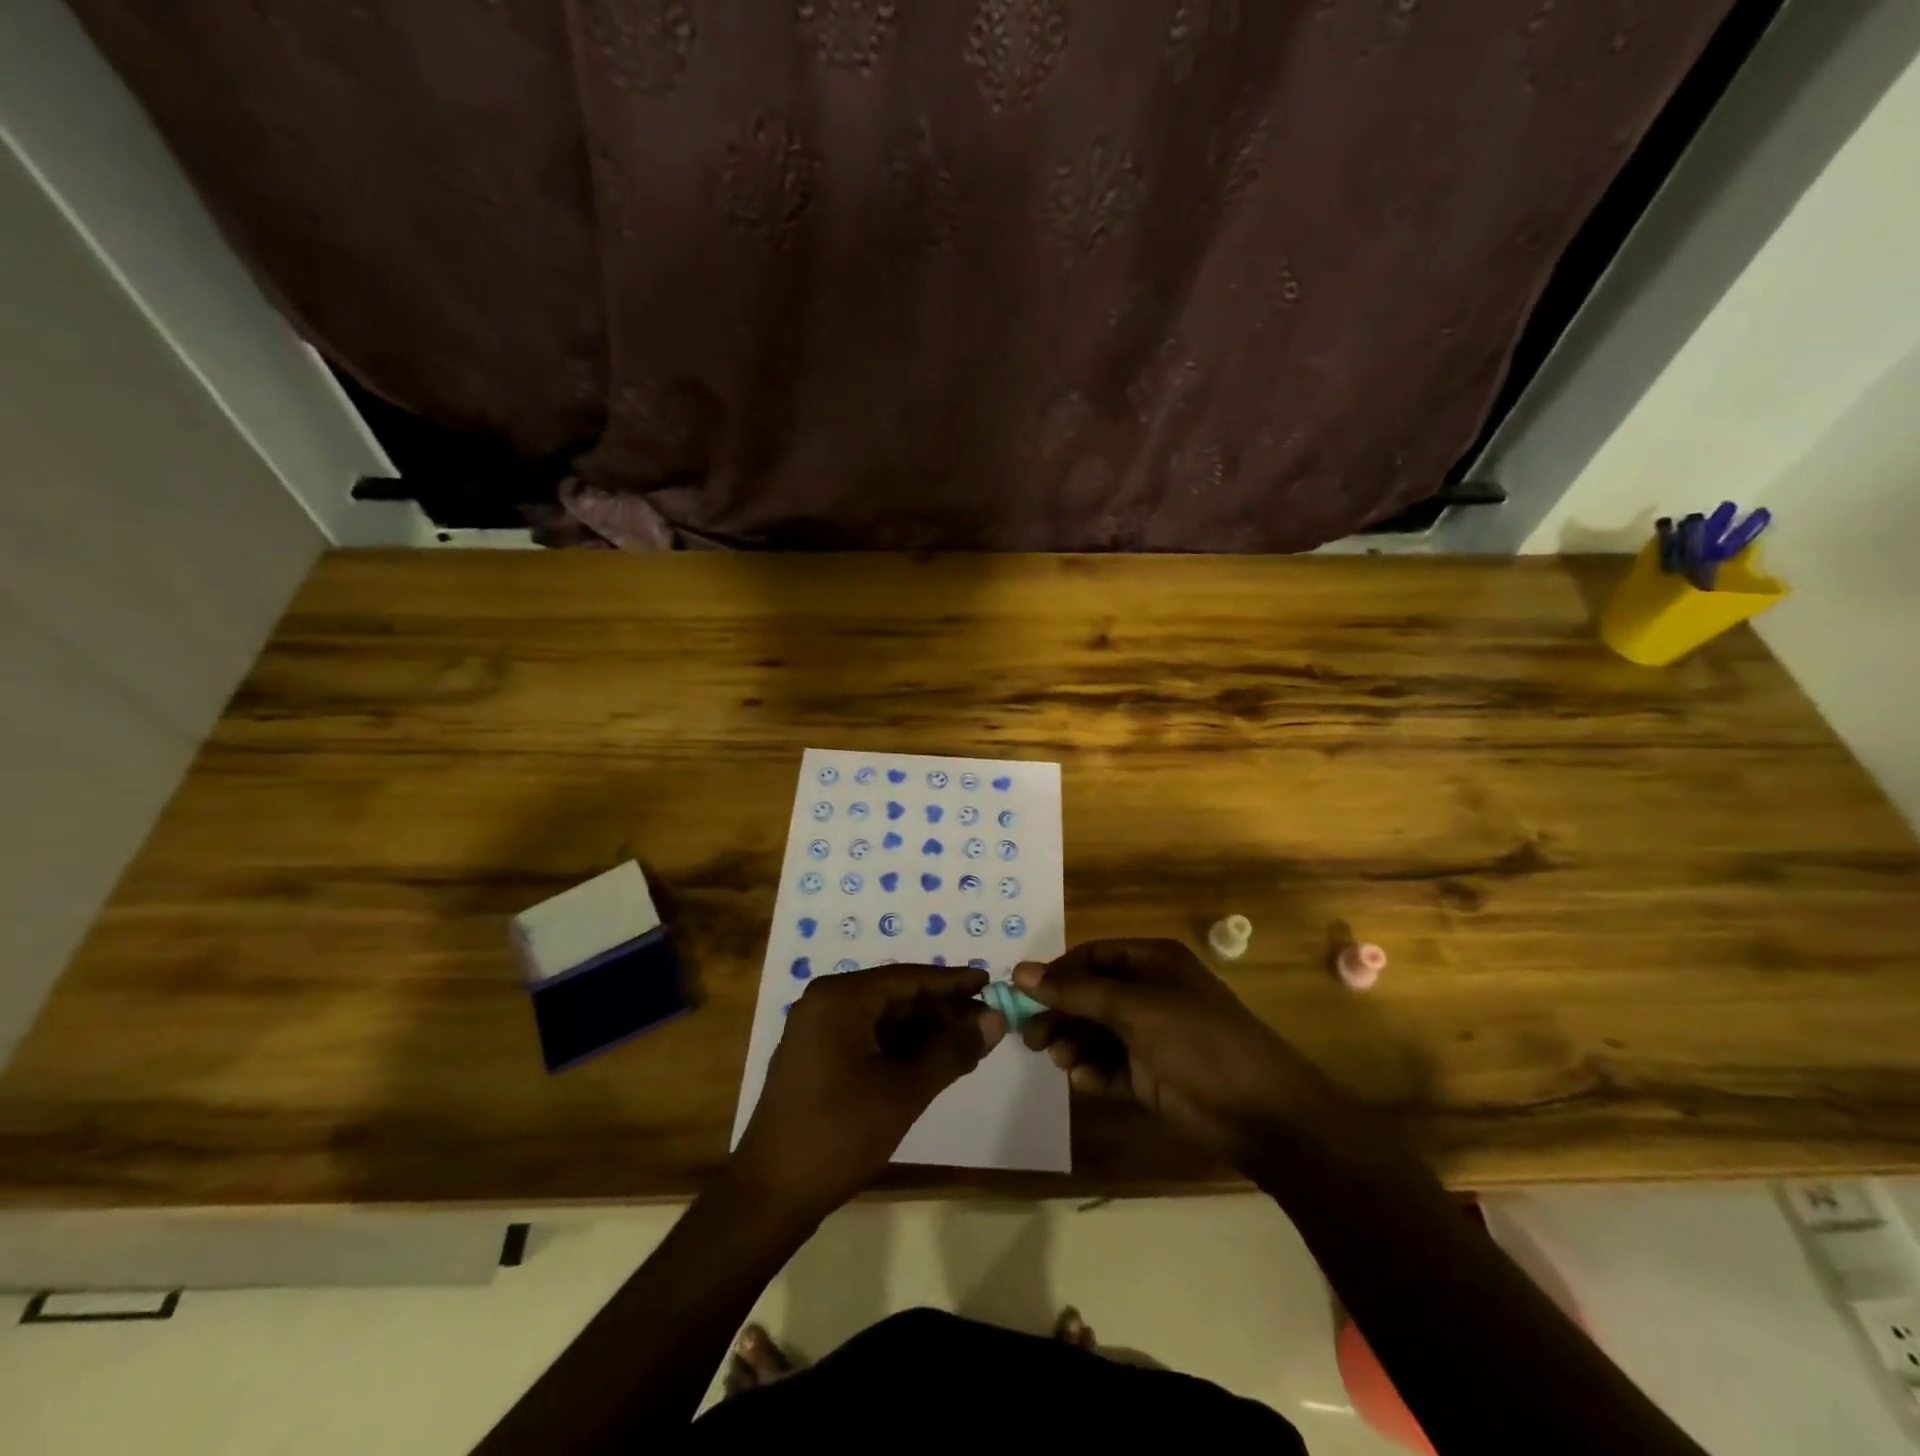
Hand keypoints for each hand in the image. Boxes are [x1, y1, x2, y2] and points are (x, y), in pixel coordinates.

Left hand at [733, 965, 1004, 1217]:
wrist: (770, 1196)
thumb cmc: (838, 1134)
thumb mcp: (904, 1091)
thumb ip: (952, 1050)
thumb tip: (996, 1018)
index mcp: (840, 998)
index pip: (907, 977)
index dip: (952, 982)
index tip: (991, 981)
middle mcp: (826, 1004)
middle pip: (896, 996)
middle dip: (942, 1011)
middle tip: (986, 1022)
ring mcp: (818, 1032)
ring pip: (884, 1020)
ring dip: (926, 1032)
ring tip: (969, 1044)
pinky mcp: (818, 1059)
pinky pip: (869, 1039)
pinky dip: (902, 1049)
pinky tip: (934, 1063)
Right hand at [1014, 939, 1342, 1173]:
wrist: (1263, 1113)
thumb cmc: (1199, 1042)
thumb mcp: (1135, 1009)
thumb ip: (1076, 992)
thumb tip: (1019, 972)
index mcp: (1152, 962)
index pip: (1091, 957)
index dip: (1057, 974)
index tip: (1023, 996)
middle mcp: (1149, 993)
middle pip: (1089, 996)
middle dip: (1060, 1014)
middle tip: (1031, 1037)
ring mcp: (1151, 1036)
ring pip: (1095, 1033)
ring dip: (1073, 1044)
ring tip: (1061, 1061)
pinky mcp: (1150, 1075)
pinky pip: (1109, 1067)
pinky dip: (1092, 1073)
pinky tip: (1085, 1082)